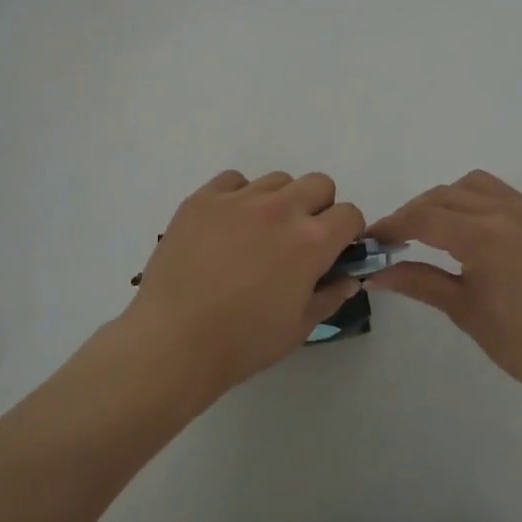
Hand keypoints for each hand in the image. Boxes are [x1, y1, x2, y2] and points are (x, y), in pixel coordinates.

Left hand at [124, 170, 365, 398]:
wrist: (172, 342)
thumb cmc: (242, 342)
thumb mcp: (298, 328)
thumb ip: (329, 296)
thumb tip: (348, 277)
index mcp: (311, 241)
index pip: (349, 213)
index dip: (346, 233)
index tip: (333, 251)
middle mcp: (281, 209)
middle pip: (319, 184)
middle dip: (318, 209)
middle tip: (298, 240)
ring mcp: (239, 199)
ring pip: (278, 180)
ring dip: (280, 201)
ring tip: (258, 234)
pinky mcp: (204, 198)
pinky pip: (234, 181)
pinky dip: (239, 197)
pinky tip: (226, 227)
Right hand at [369, 171, 521, 397]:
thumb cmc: (519, 341)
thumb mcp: (463, 310)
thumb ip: (418, 282)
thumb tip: (376, 275)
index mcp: (482, 236)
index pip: (423, 218)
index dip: (392, 225)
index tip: (372, 238)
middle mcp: (507, 211)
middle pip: (445, 195)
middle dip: (415, 212)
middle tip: (397, 237)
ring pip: (477, 185)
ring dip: (449, 198)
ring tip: (438, 225)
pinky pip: (509, 196)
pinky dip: (483, 203)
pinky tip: (479, 229)